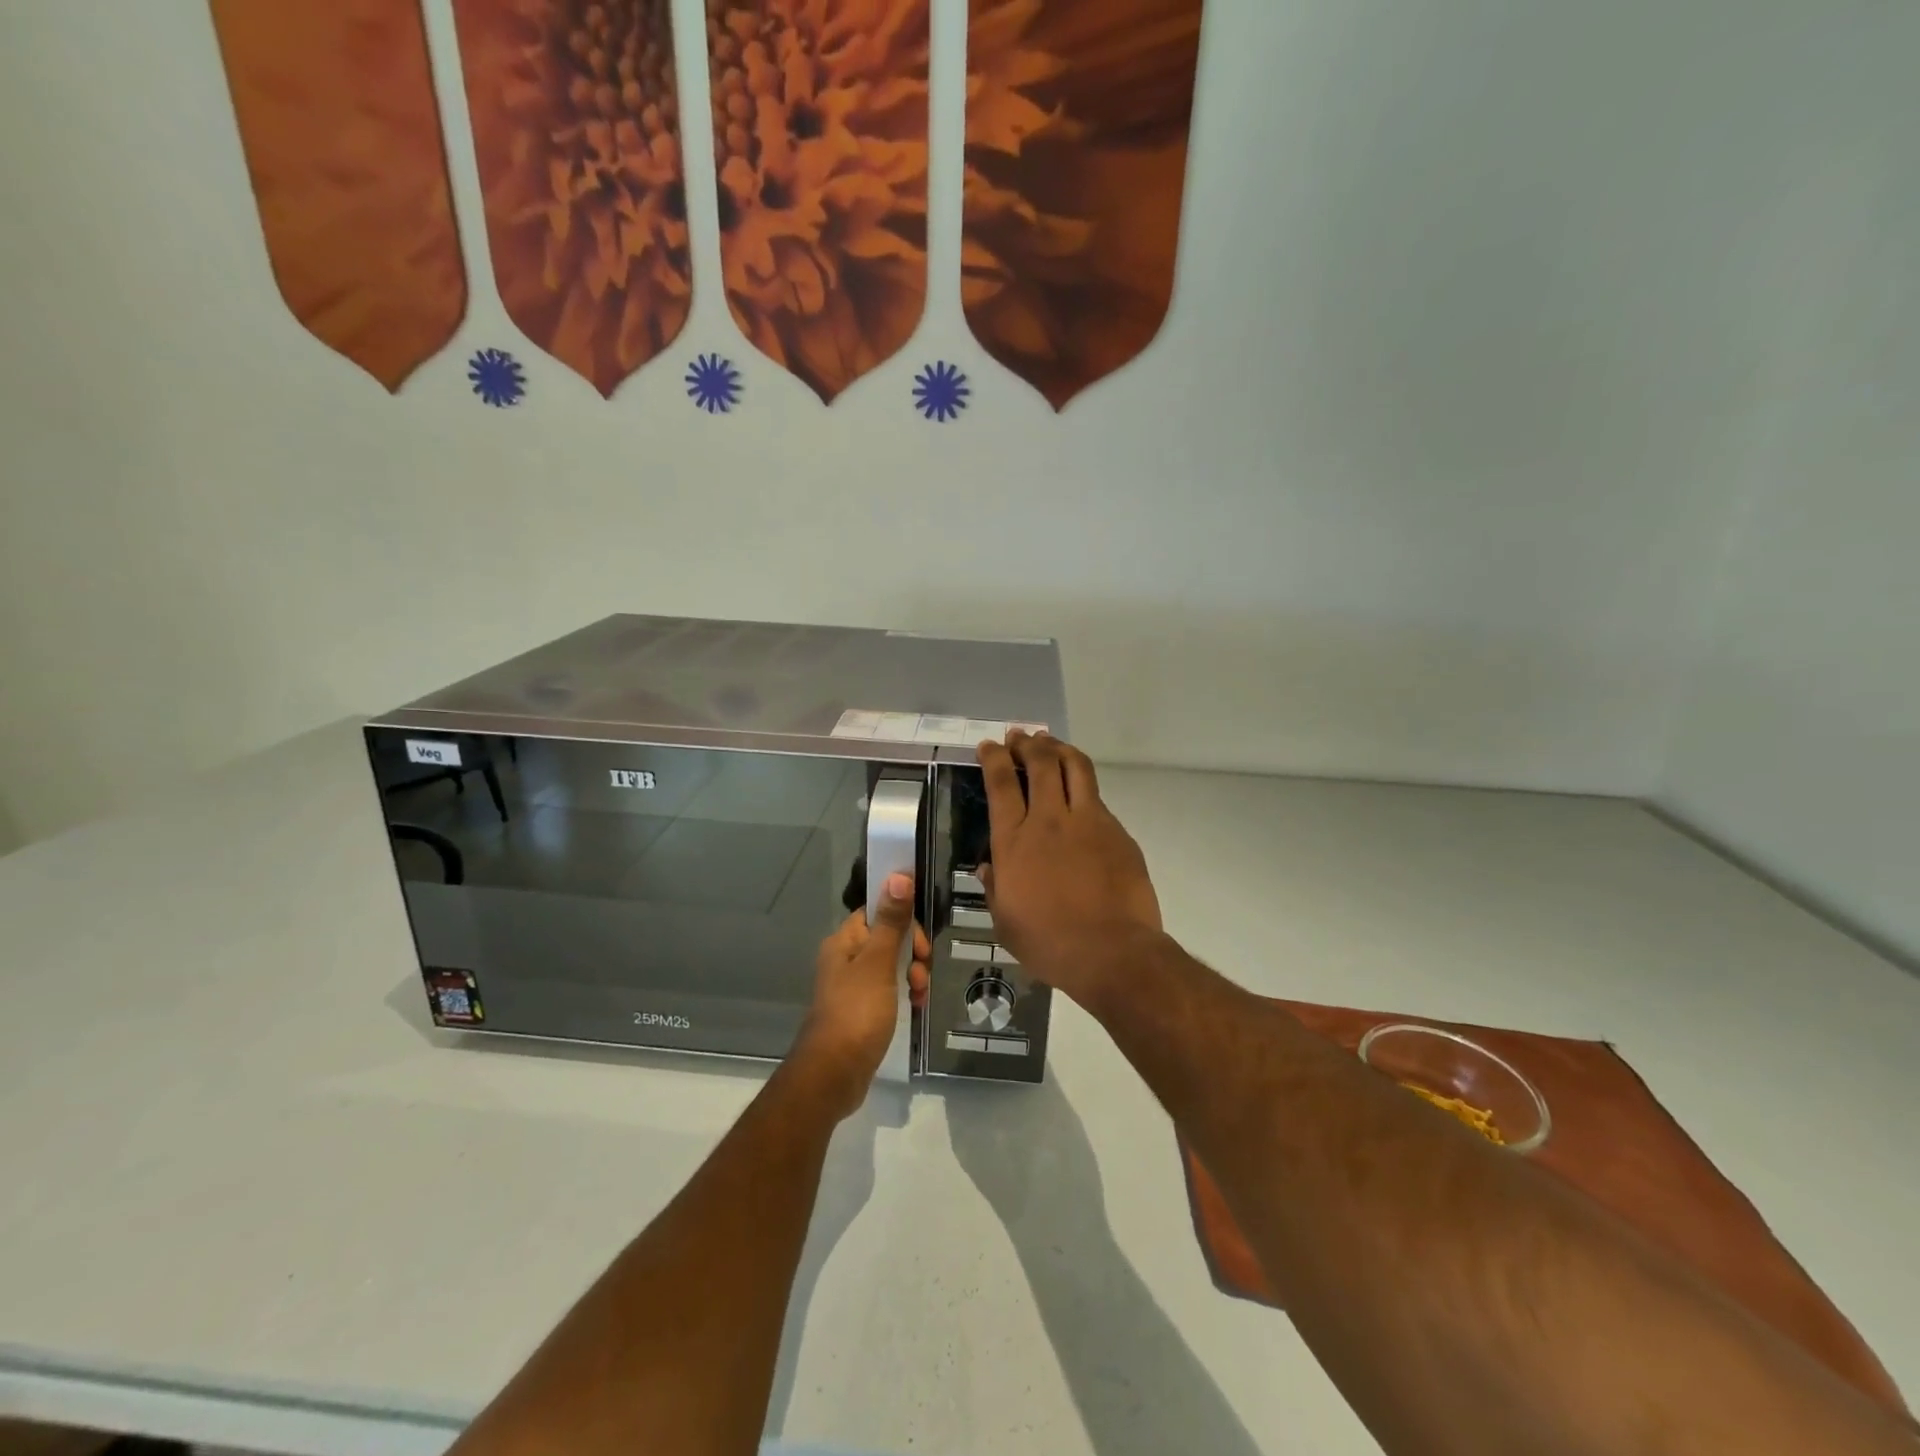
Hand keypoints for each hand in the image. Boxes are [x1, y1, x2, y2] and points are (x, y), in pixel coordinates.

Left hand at [794, 873, 930, 1116]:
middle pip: (888, 938)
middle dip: (911, 952)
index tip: (919, 943)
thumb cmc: (857, 1012)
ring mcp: (853, 986)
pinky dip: (904, 994)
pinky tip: (914, 1007)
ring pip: (892, 965)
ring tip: (918, 995)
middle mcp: (846, 958)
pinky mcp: (861, 1010)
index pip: (877, 911)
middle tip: (920, 973)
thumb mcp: (879, 963)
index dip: (902, 921)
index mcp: (845, 941)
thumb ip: (891, 921)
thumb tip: (898, 874)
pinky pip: (889, 990)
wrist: (833, 1074)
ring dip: (911, 974)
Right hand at [976, 731, 1161, 1005]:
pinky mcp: (1117, 831)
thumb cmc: (1049, 943)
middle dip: (1027, 743)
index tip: (989, 745)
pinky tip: (1080, 796)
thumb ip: (995, 888)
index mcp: (1014, 841)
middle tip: (1020, 736)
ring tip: (1051, 744)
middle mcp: (1049, 820)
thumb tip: (987, 868)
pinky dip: (1083, 787)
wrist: (1111, 952)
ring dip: (1059, 749)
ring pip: (1074, 767)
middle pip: (1040, 762)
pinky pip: (1097, 798)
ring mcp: (1088, 821)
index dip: (994, 757)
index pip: (1001, 783)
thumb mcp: (1005, 922)